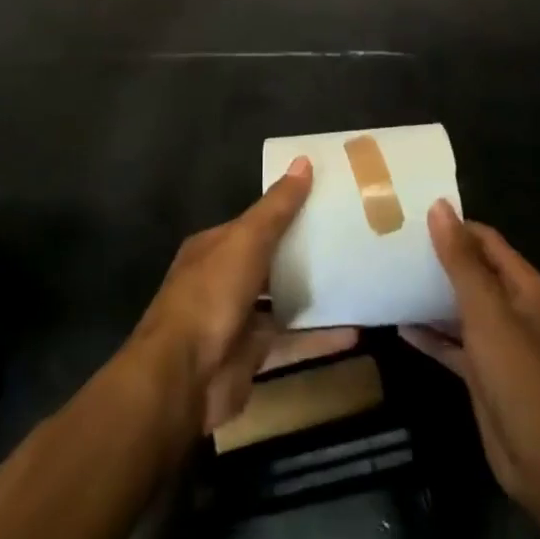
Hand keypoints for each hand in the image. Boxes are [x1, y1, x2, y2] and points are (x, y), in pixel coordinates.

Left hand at [127, 156, 328, 435]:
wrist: (184, 377)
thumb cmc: (211, 294)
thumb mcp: (246, 240)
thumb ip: (277, 207)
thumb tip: (303, 160)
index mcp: (214, 247)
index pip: (255, 223)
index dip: (286, 211)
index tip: (325, 202)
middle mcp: (224, 280)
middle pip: (269, 261)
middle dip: (303, 253)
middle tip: (349, 240)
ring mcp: (238, 320)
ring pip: (282, 301)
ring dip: (314, 295)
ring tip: (355, 280)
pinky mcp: (253, 356)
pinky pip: (293, 341)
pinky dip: (321, 338)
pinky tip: (356, 331)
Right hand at [403, 202, 539, 521]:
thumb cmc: (520, 376)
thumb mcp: (487, 312)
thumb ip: (461, 261)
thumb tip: (439, 207)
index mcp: (522, 286)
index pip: (484, 240)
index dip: (452, 226)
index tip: (410, 217)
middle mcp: (512, 308)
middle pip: (471, 271)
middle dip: (436, 259)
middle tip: (391, 244)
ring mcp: (498, 343)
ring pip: (459, 307)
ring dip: (429, 296)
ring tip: (389, 277)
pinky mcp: (483, 374)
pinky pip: (452, 344)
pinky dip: (430, 335)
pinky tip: (398, 326)